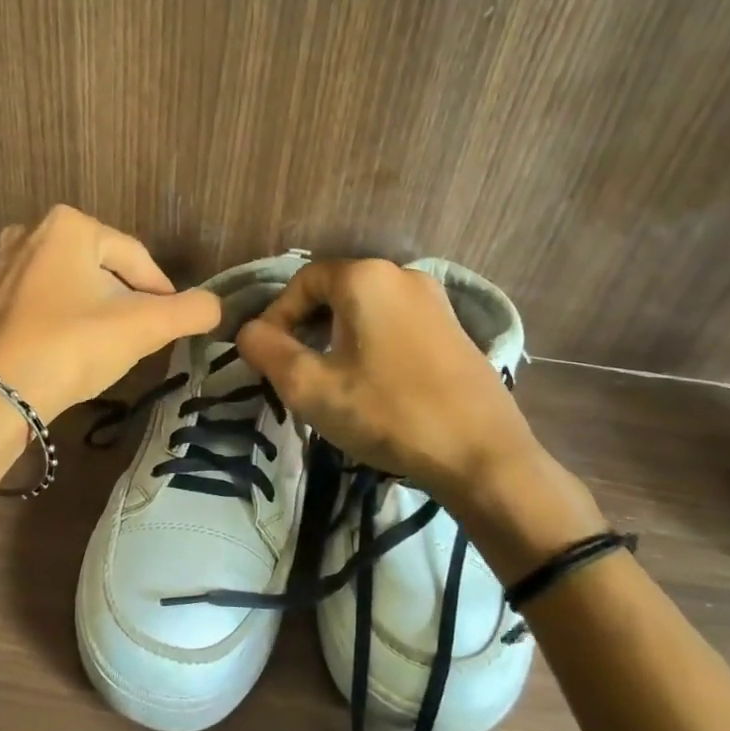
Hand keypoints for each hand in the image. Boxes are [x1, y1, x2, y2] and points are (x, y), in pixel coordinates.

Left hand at [0, 205, 220, 418]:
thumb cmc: (72, 349)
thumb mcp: (143, 328)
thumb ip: (190, 311)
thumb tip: (217, 305)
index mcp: (69, 226)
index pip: (134, 258)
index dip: (159, 292)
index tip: (168, 324)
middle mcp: (22, 232)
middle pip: (89, 267)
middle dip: (111, 297)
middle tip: (124, 338)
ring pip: (45, 280)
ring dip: (66, 302)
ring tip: (79, 342)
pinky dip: (12, 308)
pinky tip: (20, 327)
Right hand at [236, 259, 603, 578]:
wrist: (481, 454)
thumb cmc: (387, 413)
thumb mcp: (311, 386)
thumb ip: (267, 351)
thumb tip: (247, 331)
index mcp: (366, 278)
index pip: (302, 282)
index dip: (276, 316)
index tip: (267, 357)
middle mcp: (402, 275)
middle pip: (335, 292)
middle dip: (305, 327)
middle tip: (293, 370)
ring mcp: (435, 301)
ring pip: (366, 310)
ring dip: (337, 337)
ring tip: (329, 380)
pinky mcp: (454, 329)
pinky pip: (395, 324)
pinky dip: (371, 344)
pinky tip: (372, 384)